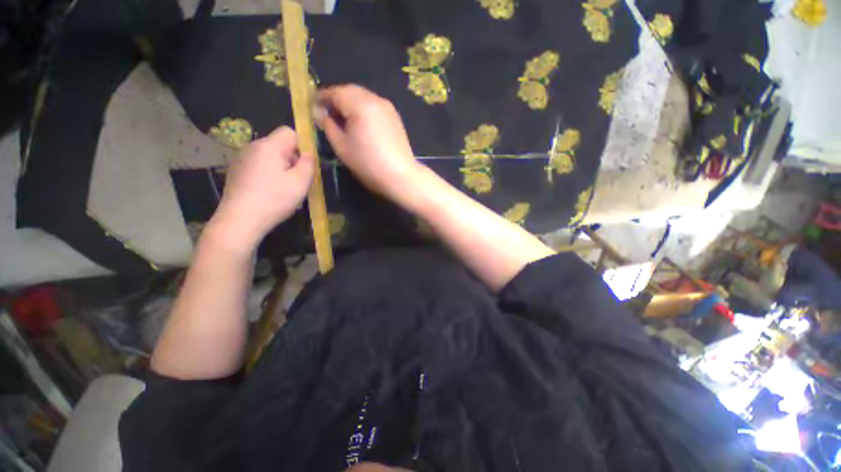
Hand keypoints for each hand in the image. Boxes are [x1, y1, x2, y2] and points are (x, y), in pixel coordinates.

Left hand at [208, 126, 313, 251]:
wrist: (240, 220)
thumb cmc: (274, 199)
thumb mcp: (300, 182)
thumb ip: (308, 163)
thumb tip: (309, 153)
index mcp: (269, 146)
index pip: (289, 132)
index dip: (302, 145)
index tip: (306, 164)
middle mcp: (252, 147)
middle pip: (279, 144)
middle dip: (292, 158)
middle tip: (298, 180)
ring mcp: (242, 159)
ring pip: (269, 156)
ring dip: (281, 167)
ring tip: (285, 188)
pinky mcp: (236, 171)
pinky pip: (259, 165)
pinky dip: (269, 173)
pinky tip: (270, 191)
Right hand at [316, 85, 421, 199]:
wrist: (400, 176)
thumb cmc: (368, 164)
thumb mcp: (342, 146)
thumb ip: (328, 126)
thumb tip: (323, 114)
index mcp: (360, 104)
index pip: (334, 92)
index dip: (321, 99)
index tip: (313, 110)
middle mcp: (375, 99)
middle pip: (349, 91)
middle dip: (335, 100)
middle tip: (327, 115)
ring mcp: (387, 107)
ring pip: (362, 97)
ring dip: (349, 104)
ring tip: (342, 121)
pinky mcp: (395, 117)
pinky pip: (373, 106)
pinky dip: (363, 110)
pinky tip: (360, 124)